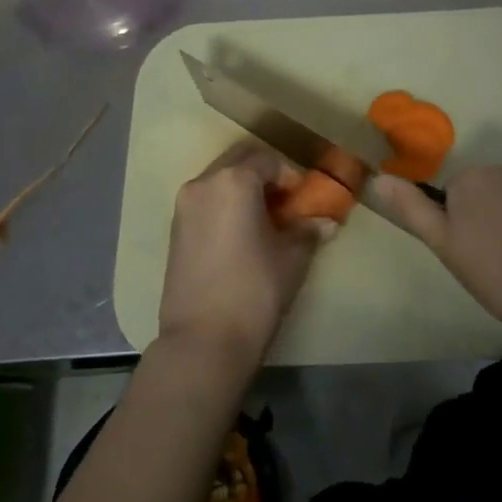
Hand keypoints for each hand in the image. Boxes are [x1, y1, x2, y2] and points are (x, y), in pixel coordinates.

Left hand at [159, 142, 338, 371]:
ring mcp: (184, 206)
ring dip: (242, 189)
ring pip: (219, 180)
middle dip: (264, 174)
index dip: (290, 176)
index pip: (268, 159)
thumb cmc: (254, 291)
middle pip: (239, 161)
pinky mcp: (174, 229)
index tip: (304, 200)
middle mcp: (204, 183)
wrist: (202, 342)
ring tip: (264, 220)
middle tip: (285, 203)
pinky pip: (205, 201)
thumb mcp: (292, 258)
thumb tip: (326, 222)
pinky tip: (240, 235)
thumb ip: (308, 231)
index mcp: (234, 180)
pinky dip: (224, 205)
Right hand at [369, 165, 501, 334]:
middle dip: (474, 231)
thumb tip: (376, 178)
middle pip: (472, 201)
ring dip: (501, 237)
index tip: (464, 261)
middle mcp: (500, 171)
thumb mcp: (448, 245)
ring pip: (500, 212)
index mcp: (469, 177)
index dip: (449, 232)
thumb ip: (413, 211)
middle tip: (487, 271)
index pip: (443, 199)